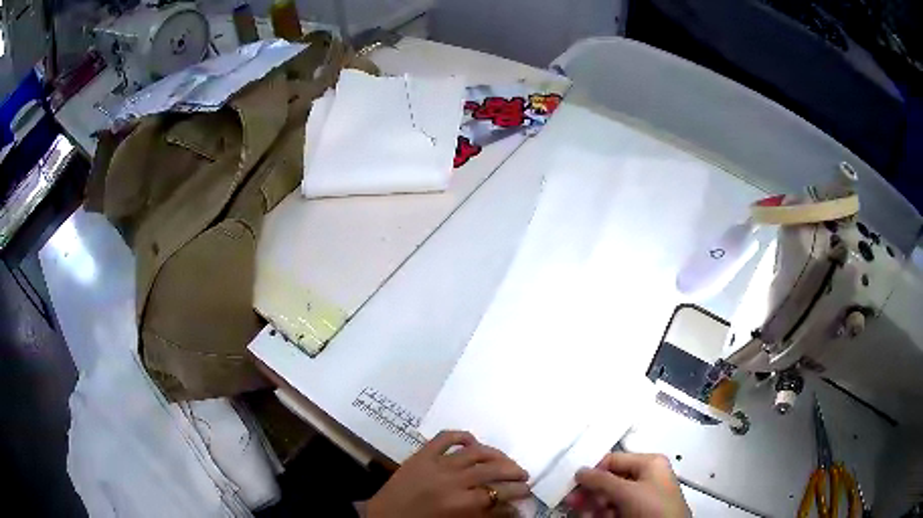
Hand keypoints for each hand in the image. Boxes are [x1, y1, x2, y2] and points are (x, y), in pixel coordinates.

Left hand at [366, 431, 529, 517]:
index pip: (499, 493)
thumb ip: (486, 517)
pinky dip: (461, 436)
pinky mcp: (421, 454)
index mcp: (460, 503)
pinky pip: (445, 438)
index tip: (528, 491)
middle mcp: (451, 480)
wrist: (384, 517)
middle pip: (492, 471)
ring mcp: (436, 463)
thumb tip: (513, 508)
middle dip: (513, 472)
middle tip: (524, 475)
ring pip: (474, 452)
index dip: (517, 492)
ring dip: (495, 455)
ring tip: (506, 460)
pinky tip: (473, 441)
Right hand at [565, 453, 689, 517]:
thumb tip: (581, 470)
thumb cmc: (653, 507)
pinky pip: (612, 509)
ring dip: (592, 505)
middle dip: (590, 492)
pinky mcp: (635, 513)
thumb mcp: (626, 491)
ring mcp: (640, 497)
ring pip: (608, 498)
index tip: (573, 481)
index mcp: (649, 463)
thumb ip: (601, 480)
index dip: (593, 470)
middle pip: (609, 480)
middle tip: (572, 500)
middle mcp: (645, 478)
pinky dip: (599, 513)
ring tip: (581, 512)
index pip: (614, 460)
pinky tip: (590, 517)